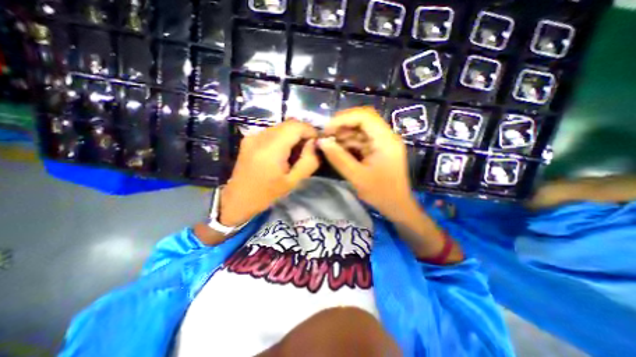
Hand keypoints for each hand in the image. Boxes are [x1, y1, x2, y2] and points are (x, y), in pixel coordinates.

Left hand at [220, 120, 319, 226]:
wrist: (238, 199)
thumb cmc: (267, 194)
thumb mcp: (293, 182)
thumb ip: (308, 162)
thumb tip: (314, 144)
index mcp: (271, 148)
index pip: (296, 126)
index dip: (310, 131)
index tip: (316, 144)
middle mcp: (260, 136)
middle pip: (289, 124)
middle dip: (302, 134)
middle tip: (307, 150)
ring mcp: (253, 135)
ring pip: (281, 127)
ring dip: (293, 136)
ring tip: (295, 153)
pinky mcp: (249, 139)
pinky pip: (272, 131)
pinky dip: (282, 138)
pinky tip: (282, 153)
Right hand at [320, 107, 414, 220]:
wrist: (397, 206)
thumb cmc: (380, 193)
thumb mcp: (357, 176)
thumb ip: (338, 158)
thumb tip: (321, 142)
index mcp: (385, 140)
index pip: (365, 116)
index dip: (343, 119)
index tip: (327, 130)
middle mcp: (386, 136)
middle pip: (363, 120)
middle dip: (342, 125)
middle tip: (326, 136)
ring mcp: (382, 142)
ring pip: (360, 130)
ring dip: (344, 135)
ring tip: (329, 144)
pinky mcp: (378, 149)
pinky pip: (361, 140)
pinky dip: (348, 143)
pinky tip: (338, 150)